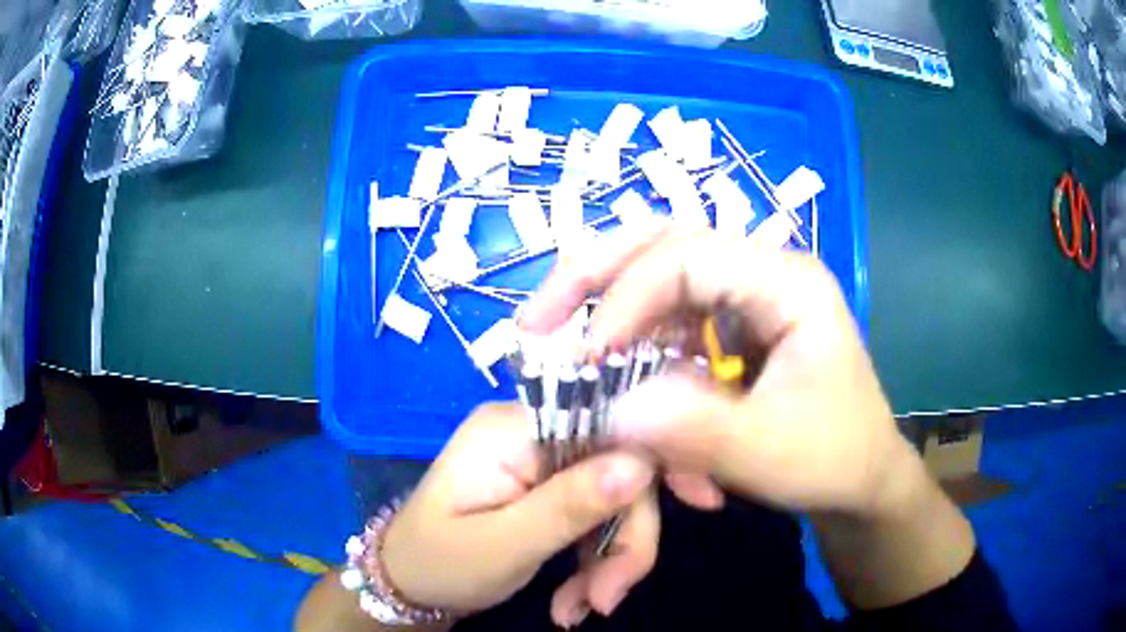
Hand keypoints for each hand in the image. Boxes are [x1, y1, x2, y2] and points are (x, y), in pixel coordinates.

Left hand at [380, 403, 659, 625]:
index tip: (647, 542)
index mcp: (513, 428)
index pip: (609, 428)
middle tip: (606, 599)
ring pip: (616, 497)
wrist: (409, 583)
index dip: (641, 480)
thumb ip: (569, 505)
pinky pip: (597, 514)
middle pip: (619, 468)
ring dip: (610, 559)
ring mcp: (542, 459)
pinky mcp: (549, 487)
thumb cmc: (440, 563)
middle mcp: (533, 430)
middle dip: (623, 540)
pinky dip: (595, 560)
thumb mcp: (502, 544)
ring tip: (582, 607)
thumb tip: (640, 465)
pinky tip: (577, 597)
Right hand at [520, 227, 911, 517]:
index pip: (688, 257)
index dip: (625, 299)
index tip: (584, 360)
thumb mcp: (767, 453)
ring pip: (656, 276)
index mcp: (787, 282)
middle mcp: (763, 271)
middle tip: (534, 318)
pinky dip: (630, 346)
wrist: (861, 477)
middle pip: (663, 243)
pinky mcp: (731, 327)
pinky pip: (667, 321)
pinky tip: (609, 372)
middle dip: (593, 276)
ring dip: (603, 308)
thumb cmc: (832, 458)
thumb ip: (690, 429)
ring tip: (554, 340)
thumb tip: (608, 408)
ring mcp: (745, 297)